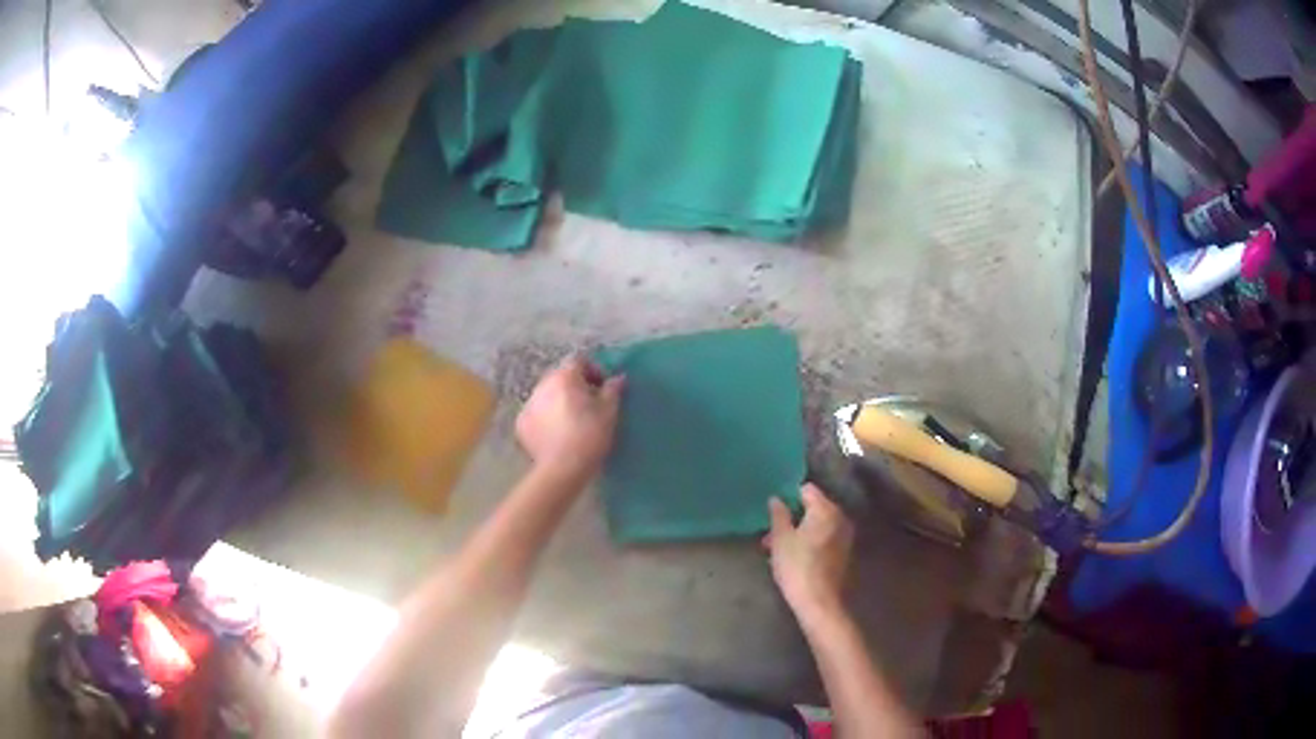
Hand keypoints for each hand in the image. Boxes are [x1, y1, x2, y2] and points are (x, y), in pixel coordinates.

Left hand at [516, 354, 624, 484]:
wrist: (562, 468)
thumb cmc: (590, 436)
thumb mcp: (609, 412)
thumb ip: (613, 390)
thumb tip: (617, 378)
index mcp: (565, 377)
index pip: (579, 361)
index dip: (593, 371)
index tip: (602, 388)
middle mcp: (543, 385)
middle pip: (560, 376)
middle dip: (574, 386)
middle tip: (588, 404)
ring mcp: (529, 404)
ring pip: (547, 394)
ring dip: (558, 401)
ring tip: (571, 421)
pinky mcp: (521, 423)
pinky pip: (536, 413)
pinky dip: (546, 418)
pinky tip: (556, 434)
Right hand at [764, 483, 853, 624]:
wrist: (818, 601)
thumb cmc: (797, 566)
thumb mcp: (780, 539)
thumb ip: (778, 515)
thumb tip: (776, 499)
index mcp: (825, 509)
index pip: (807, 490)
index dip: (788, 496)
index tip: (773, 510)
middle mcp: (840, 517)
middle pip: (813, 508)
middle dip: (791, 518)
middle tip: (770, 535)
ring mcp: (844, 536)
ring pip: (817, 525)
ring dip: (799, 532)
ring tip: (776, 550)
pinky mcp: (843, 552)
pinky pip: (824, 538)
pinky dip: (809, 542)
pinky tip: (793, 558)